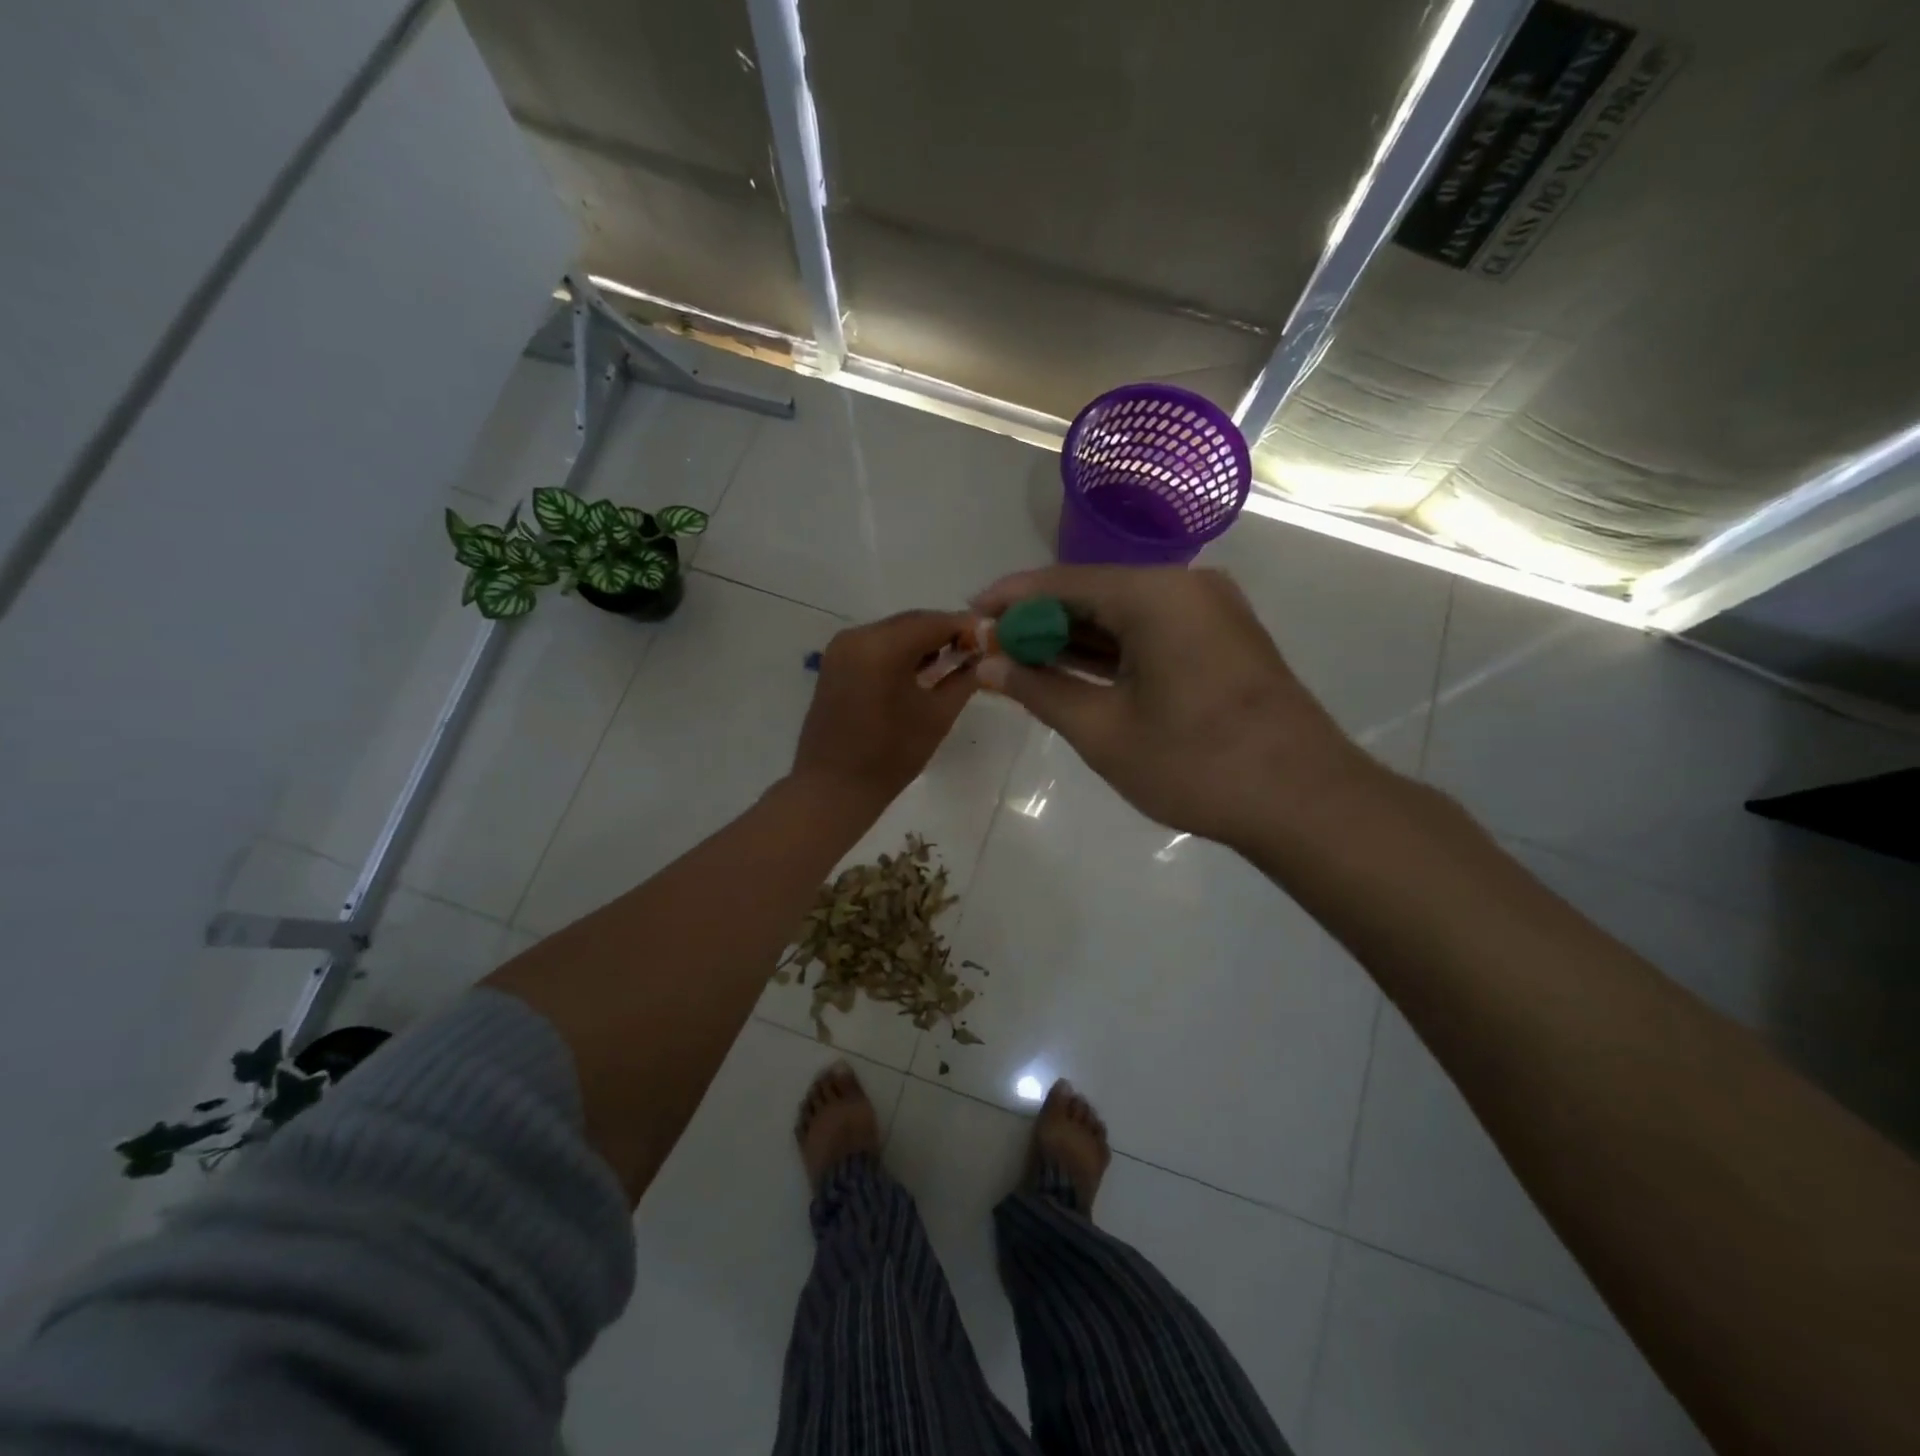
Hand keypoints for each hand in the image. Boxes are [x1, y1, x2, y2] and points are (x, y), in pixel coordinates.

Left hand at [791, 609, 976, 809]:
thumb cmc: (890, 756)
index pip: (935, 622)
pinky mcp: (835, 662)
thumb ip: (963, 679)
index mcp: (882, 647)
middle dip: (945, 632)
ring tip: (953, 660)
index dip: (966, 627)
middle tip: (976, 649)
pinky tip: (921, 669)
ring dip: (923, 641)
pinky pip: (876, 645)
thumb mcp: (937, 716)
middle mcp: (858, 636)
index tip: (991, 637)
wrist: (834, 787)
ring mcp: (842, 648)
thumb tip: (984, 659)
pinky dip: (901, 651)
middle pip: (912, 622)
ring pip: (894, 632)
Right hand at [971, 566, 1374, 849]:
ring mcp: (1209, 612)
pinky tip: (1073, 671)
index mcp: (1155, 594)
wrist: (1303, 801)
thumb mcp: (1102, 730)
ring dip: (1073, 638)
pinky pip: (1150, 632)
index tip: (968, 616)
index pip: (1062, 581)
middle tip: (990, 648)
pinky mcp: (1221, 640)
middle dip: (1039, 620)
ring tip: (1020, 662)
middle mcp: (1185, 587)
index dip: (1009, 599)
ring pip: (1122, 614)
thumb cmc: (1194, 764)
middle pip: (1092, 592)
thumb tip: (988, 663)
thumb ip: (1040, 689)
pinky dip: (1110, 651)